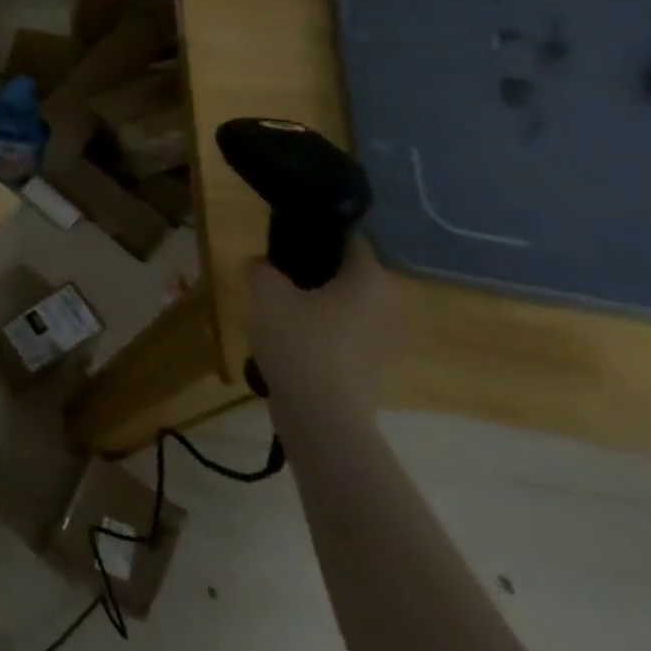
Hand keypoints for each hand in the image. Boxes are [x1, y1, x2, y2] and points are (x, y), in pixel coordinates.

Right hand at [246, 236, 399, 416]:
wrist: (322, 415)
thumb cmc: (299, 342)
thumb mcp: (265, 292)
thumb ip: (261, 268)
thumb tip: (262, 265)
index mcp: (370, 278)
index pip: (350, 239)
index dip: (318, 234)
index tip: (287, 238)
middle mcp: (390, 304)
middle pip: (350, 273)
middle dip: (317, 271)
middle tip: (279, 274)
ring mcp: (388, 339)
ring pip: (349, 305)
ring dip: (321, 303)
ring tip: (282, 308)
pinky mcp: (377, 367)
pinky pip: (348, 333)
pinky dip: (326, 331)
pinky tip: (294, 339)